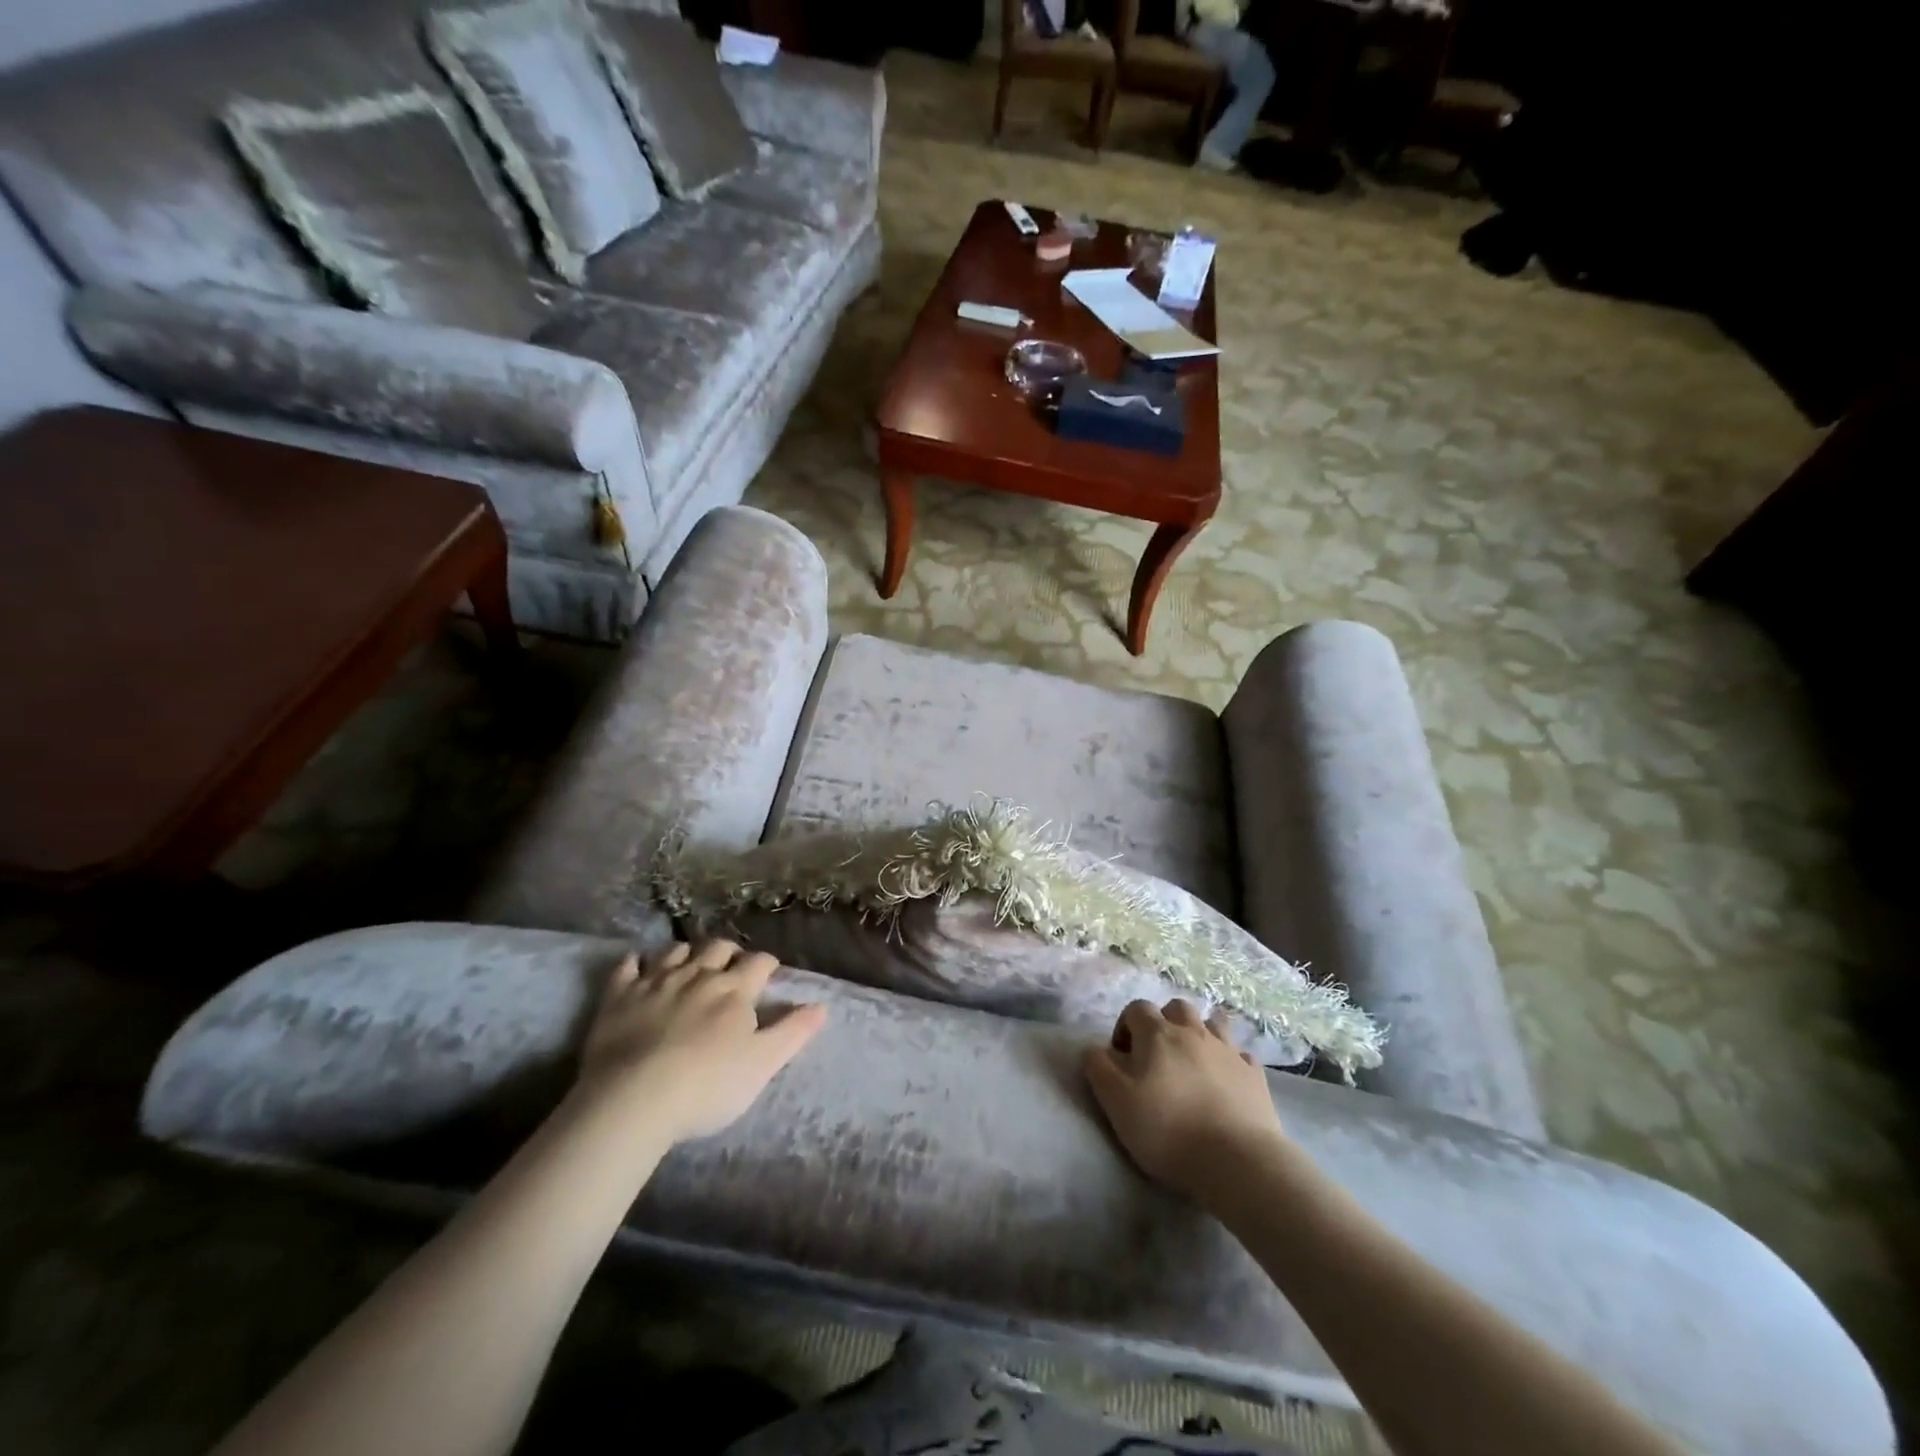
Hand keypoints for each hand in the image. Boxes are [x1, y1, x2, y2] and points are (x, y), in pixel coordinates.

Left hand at [577, 940, 826, 1142]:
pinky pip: (628, 966)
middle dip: (729, 953)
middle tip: (731, 967)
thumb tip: (822, 1005)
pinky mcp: (619, 996)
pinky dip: (635, 962)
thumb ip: (793, 1032)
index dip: (767, 964)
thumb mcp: (763, 1064)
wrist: (634, 1099)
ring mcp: (656, 981)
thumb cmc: (708, 1086)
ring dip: (688, 953)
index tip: (770, 973)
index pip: (759, 962)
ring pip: (677, 951)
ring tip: (690, 965)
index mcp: (735, 990)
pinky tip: (637, 965)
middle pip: (718, 948)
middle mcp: (699, 975)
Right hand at [1083, 998, 1287, 1204]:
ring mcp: (1228, 1051)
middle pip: (1177, 1008)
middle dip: (1164, 1022)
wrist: (1237, 1161)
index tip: (1122, 1058)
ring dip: (1200, 1033)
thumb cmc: (1168, 1129)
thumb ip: (1098, 1068)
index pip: (1136, 1008)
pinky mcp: (1255, 1075)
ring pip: (1213, 1023)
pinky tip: (1225, 1080)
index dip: (1125, 1027)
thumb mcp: (1115, 1101)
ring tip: (1193, 1062)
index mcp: (1157, 1034)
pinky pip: (1240, 1055)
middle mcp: (1194, 1032)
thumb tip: (1093, 1049)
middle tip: (1157, 1056)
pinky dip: (1230, 1061)